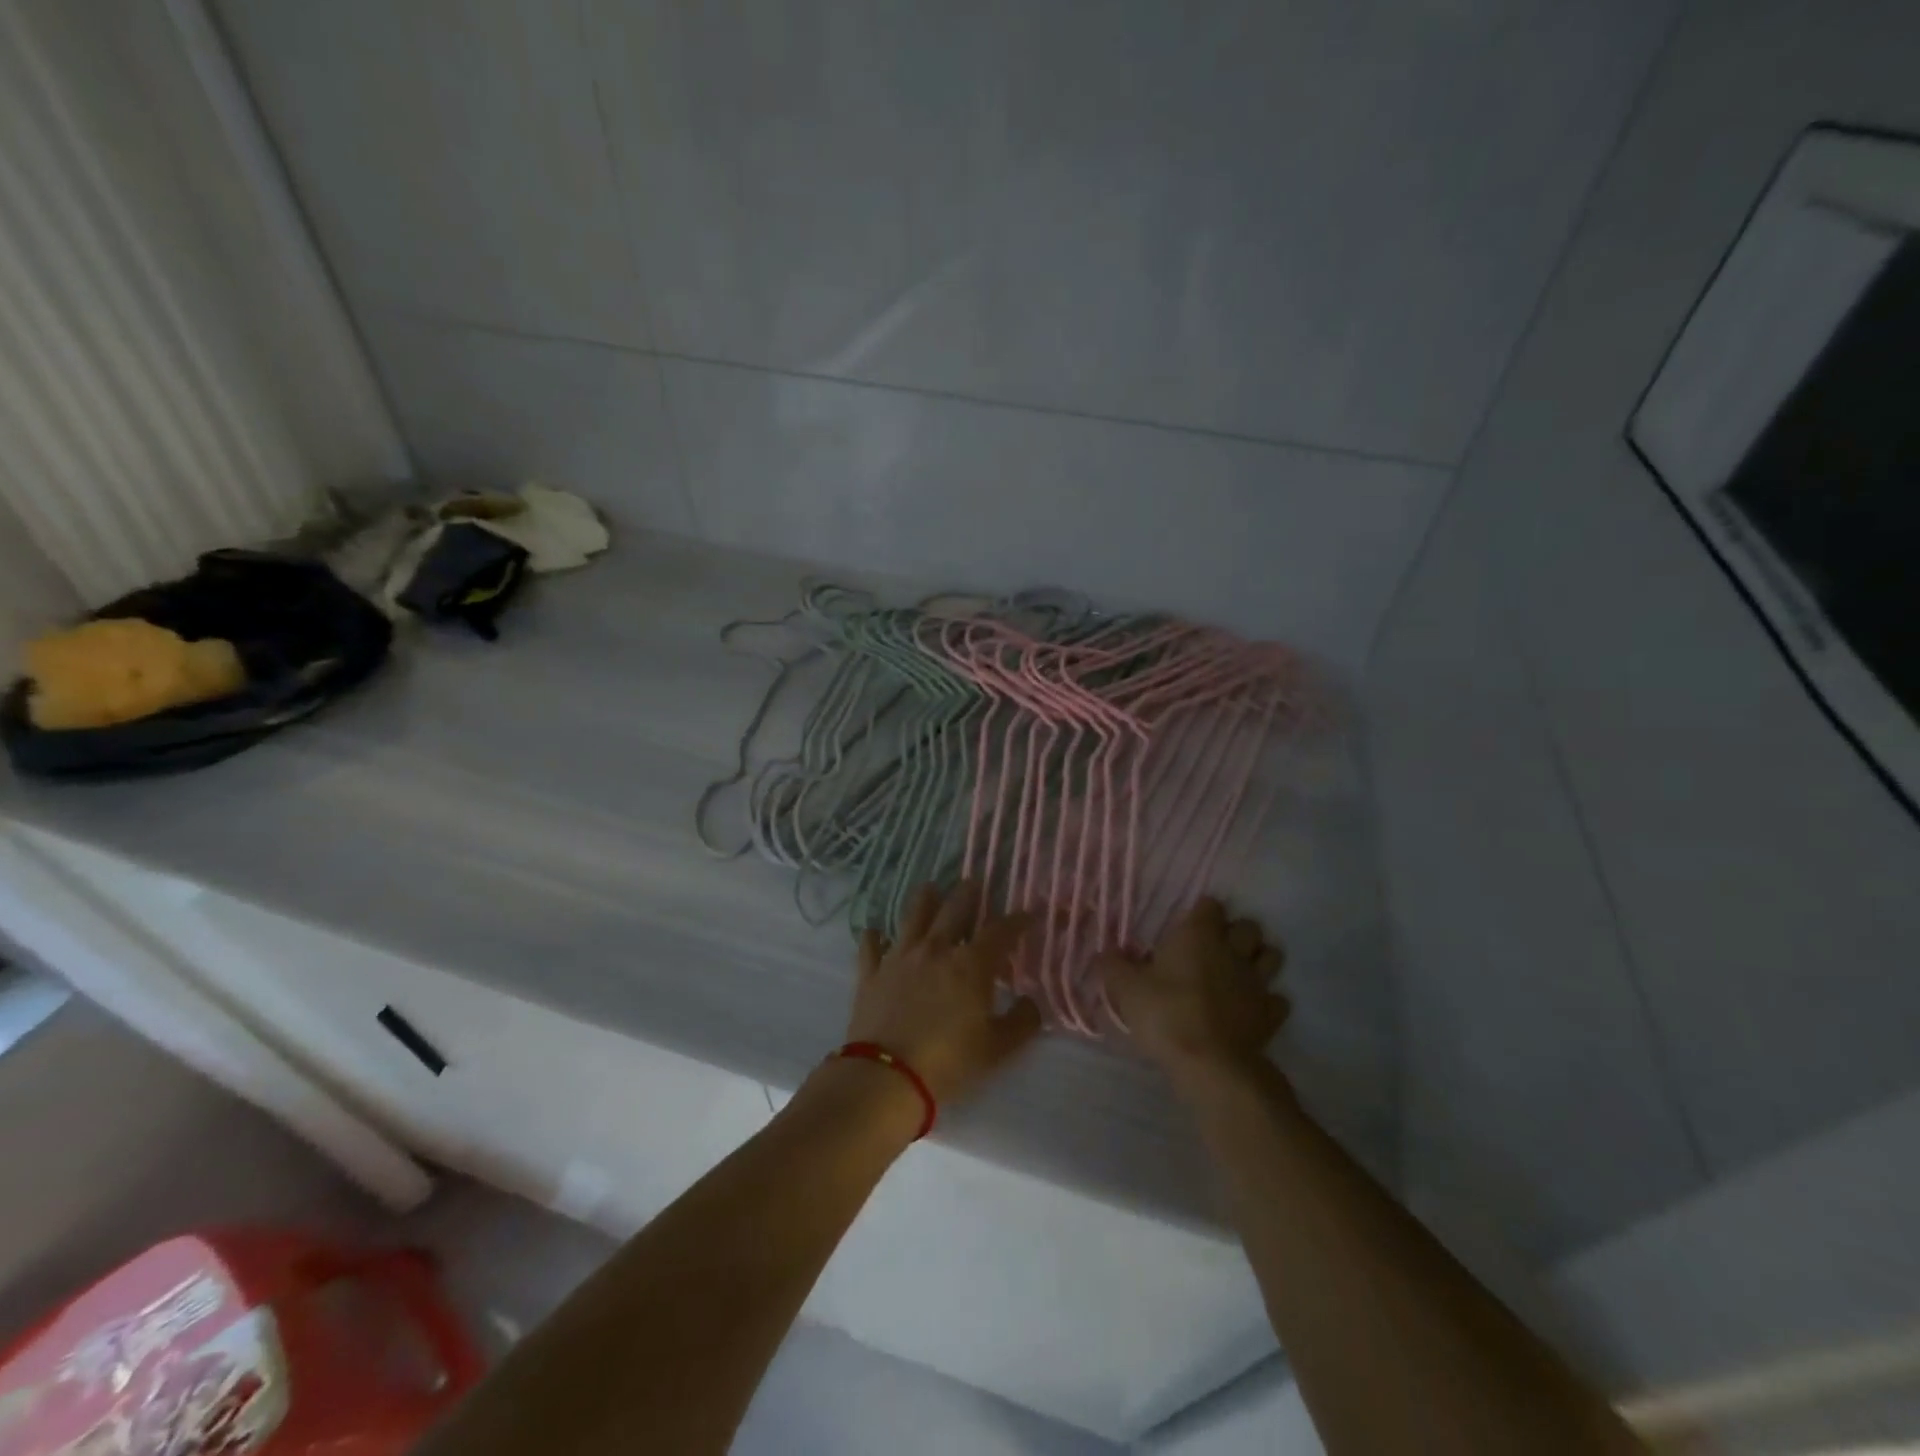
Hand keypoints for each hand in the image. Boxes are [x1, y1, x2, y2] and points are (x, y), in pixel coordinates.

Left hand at [844, 881, 1042, 1105]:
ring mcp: (900, 957)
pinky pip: (871, 945)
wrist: (887, 1076)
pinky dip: (875, 936)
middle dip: (968, 893)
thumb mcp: (998, 1049)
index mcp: (971, 964)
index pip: (1000, 931)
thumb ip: (1022, 1022)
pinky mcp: (871, 972)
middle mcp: (936, 949)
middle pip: (954, 908)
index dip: (1017, 920)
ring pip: (913, 915)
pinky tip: (875, 932)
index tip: (1029, 915)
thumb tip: (1032, 1002)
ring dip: (924, 899)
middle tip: (973, 884)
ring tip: (930, 888)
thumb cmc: (949, 1062)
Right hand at [1098, 898, 1288, 1087]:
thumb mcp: (1126, 988)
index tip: (1189, 925)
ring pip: (1271, 955)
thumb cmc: (1165, 1014)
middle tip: (1216, 948)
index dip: (1202, 912)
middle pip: (1248, 926)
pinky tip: (1251, 1008)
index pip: (1210, 905)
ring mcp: (1257, 982)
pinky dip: (1269, 1000)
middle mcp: (1232, 950)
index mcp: (1198, 934)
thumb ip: (1114, 965)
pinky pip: (1278, 998)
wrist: (1210, 1063)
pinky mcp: (1271, 1014)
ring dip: (1259, 959)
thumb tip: (1106, 951)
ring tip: (1239, 971)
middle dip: (1236, 932)